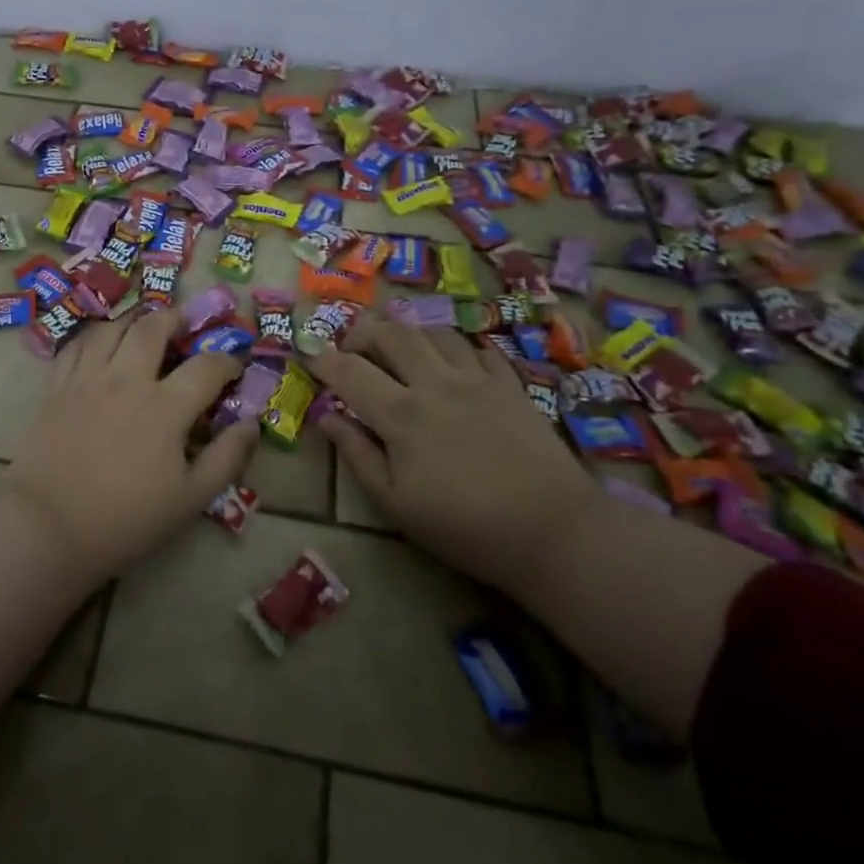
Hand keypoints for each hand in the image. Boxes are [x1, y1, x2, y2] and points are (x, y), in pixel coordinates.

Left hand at [7, 310, 258, 583]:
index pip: (206, 367)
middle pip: (152, 329)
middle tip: (183, 322)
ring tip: (143, 326)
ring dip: (133, 321)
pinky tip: (100, 344)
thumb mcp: (190, 499)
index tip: (233, 366)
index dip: (226, 361)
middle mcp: (126, 380)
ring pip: (111, 329)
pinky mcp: (56, 388)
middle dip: (174, 319)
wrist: (48, 527)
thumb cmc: (125, 519)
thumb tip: (251, 424)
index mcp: (165, 407)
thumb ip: (226, 458)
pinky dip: (94, 337)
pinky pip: (75, 346)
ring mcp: (87, 379)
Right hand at [309, 321, 598, 593]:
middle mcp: (434, 383)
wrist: (553, 531)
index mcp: (400, 414)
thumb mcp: (396, 503)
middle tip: (353, 349)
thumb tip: (326, 417)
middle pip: (391, 334)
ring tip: (401, 353)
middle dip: (363, 332)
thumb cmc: (464, 526)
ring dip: (408, 335)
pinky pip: (476, 347)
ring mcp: (476, 378)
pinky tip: (452, 366)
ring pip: (433, 332)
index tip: (311, 358)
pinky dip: (454, 348)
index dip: (324, 360)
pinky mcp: (510, 384)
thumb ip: (357, 454)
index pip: (349, 371)